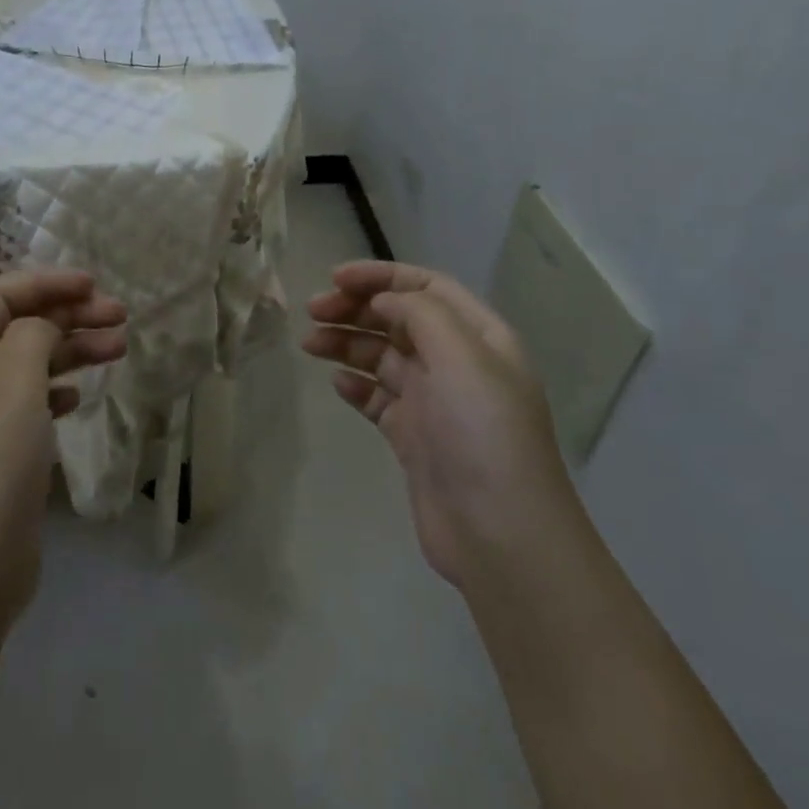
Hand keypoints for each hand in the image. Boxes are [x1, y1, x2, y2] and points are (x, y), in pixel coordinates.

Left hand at [0, 270, 127, 633]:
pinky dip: (60, 388)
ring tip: (119, 346)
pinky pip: (33, 401)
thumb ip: (32, 336)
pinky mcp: (1, 451)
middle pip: (18, 326)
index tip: (92, 284)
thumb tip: (45, 324)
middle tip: (119, 316)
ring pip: (31, 363)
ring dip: (73, 349)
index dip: (44, 282)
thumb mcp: (14, 386)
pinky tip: (81, 395)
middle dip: (68, 314)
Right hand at [303, 260, 574, 592]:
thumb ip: (420, 314)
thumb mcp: (460, 356)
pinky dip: (356, 385)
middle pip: (399, 318)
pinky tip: (337, 384)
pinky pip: (378, 397)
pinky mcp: (414, 436)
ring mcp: (434, 401)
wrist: (498, 533)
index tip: (334, 279)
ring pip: (382, 357)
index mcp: (478, 336)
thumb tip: (384, 299)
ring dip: (346, 343)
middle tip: (313, 312)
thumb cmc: (482, 433)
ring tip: (309, 344)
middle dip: (356, 308)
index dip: (380, 276)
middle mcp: (457, 362)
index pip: (426, 287)